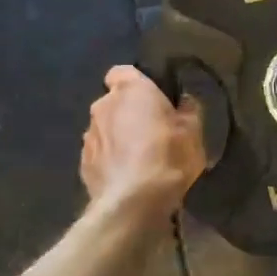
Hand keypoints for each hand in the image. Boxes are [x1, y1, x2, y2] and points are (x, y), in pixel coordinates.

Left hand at [81, 66, 205, 221]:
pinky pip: (100, 154)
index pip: (122, 72)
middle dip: (128, 113)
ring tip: (138, 160)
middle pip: (114, 102)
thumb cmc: (168, 157)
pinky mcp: (83, 163)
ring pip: (105, 129)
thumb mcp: (193, 132)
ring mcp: (88, 136)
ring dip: (118, 138)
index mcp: (130, 90)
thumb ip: (188, 111)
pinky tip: (126, 177)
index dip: (136, 83)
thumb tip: (184, 102)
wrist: (133, 203)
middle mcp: (102, 106)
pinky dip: (110, 160)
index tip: (152, 99)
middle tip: (152, 132)